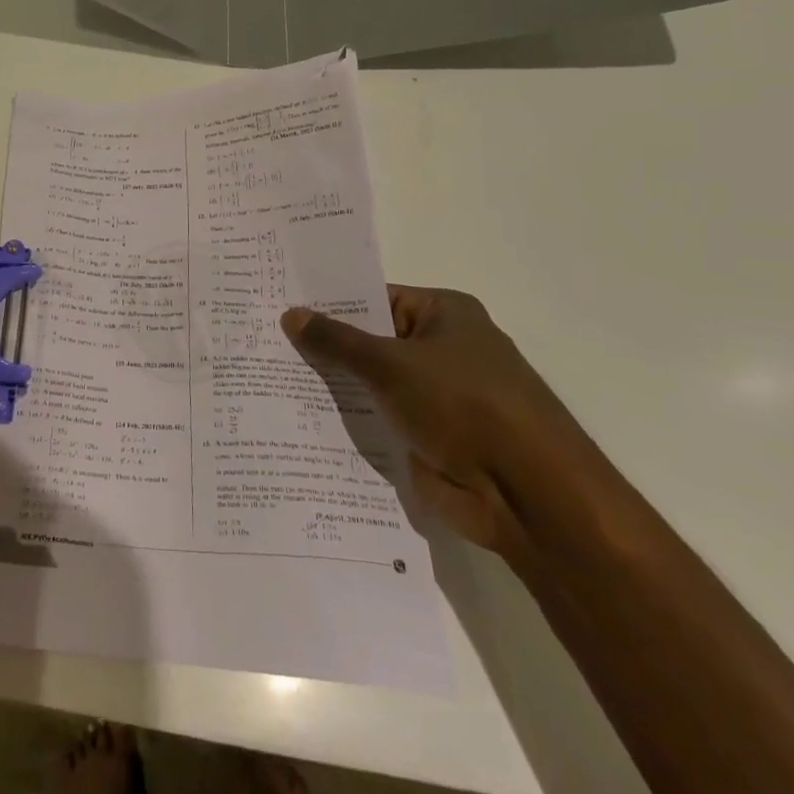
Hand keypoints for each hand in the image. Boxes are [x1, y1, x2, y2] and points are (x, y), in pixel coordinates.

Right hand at [282, 288, 594, 554]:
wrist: (529, 496)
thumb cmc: (464, 406)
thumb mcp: (391, 364)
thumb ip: (337, 340)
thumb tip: (290, 314)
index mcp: (444, 315)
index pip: (374, 297)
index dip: (329, 303)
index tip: (280, 304)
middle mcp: (442, 350)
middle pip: (371, 341)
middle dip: (324, 346)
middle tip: (264, 341)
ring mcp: (436, 397)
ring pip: (372, 384)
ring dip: (334, 387)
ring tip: (269, 377)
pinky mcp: (429, 438)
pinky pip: (378, 421)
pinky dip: (349, 422)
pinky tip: (298, 418)